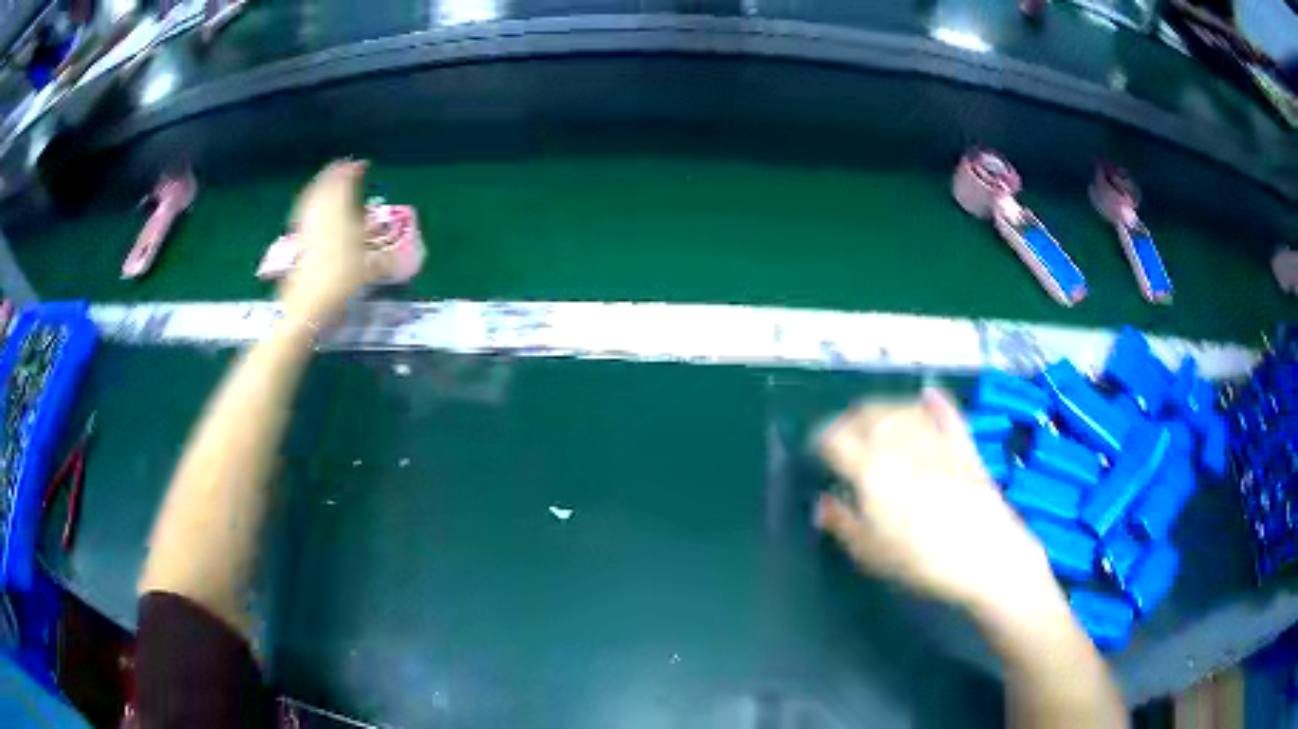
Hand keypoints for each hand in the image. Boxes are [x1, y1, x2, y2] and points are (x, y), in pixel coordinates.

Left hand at [280, 160, 373, 324]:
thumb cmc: (339, 284)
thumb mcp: (365, 272)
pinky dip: (309, 201)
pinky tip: (310, 204)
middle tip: (341, 166)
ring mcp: (308, 227)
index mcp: (341, 217)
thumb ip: (381, 262)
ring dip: (320, 185)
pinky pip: (304, 211)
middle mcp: (323, 217)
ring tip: (326, 179)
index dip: (351, 172)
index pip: (345, 186)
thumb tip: (398, 262)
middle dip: (333, 174)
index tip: (360, 164)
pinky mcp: (298, 240)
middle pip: (326, 188)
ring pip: (312, 197)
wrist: (306, 305)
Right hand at [815, 389, 1058, 614]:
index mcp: (871, 469)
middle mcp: (901, 443)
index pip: (835, 438)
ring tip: (875, 422)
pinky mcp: (963, 444)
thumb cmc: (921, 561)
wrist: (985, 555)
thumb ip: (842, 524)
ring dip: (883, 409)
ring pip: (902, 408)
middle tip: (841, 437)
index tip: (816, 452)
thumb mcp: (870, 553)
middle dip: (848, 420)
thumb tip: (822, 504)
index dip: (820, 440)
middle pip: (867, 414)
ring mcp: (935, 440)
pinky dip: (933, 402)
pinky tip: (927, 395)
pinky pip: (946, 413)